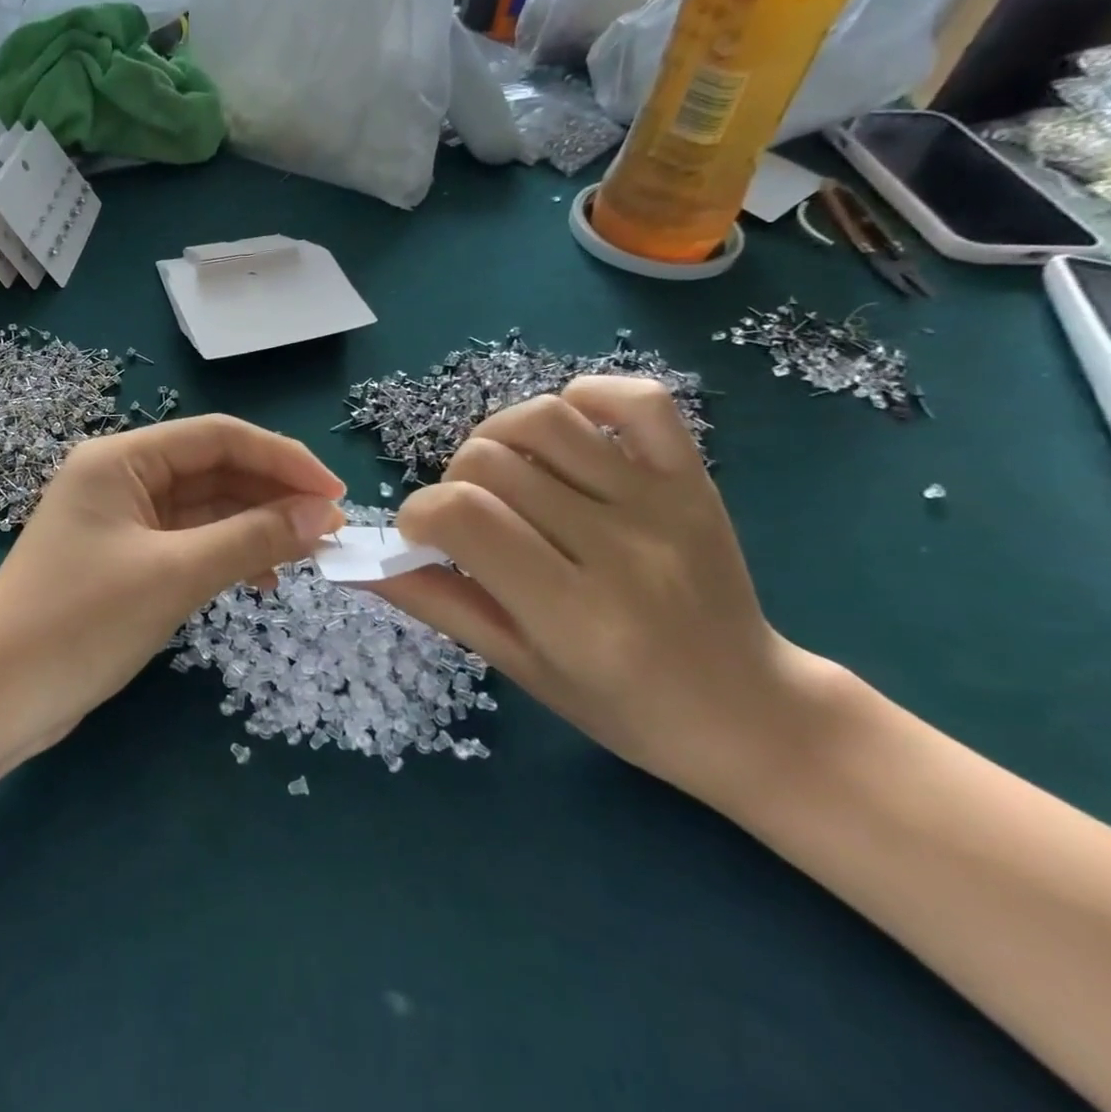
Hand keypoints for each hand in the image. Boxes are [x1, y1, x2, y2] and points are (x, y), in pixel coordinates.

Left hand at [0, 414, 344, 745]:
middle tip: (330, 529)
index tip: (334, 493)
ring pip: (205, 508)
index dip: (282, 459)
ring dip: (256, 525)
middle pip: (214, 469)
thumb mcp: (174, 575)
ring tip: (309, 554)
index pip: (218, 436)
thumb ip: (251, 538)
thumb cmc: (80, 623)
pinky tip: (262, 578)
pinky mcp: (125, 560)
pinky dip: (228, 554)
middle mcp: (121, 478)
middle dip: (273, 495)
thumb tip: (322, 516)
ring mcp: (122, 521)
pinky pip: (189, 541)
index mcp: (121, 459)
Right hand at [377, 377, 830, 805]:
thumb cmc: (622, 707)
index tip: (421, 537)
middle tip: (468, 520)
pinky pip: (635, 400)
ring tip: (503, 475)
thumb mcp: (518, 666)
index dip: (418, 514)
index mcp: (573, 613)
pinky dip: (584, 398)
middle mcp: (618, 548)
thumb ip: (438, 604)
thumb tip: (360, 566)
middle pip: (490, 461)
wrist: (750, 713)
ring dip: (497, 437)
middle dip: (452, 483)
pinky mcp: (693, 478)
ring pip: (545, 418)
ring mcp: (661, 504)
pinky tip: (563, 436)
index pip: (462, 517)